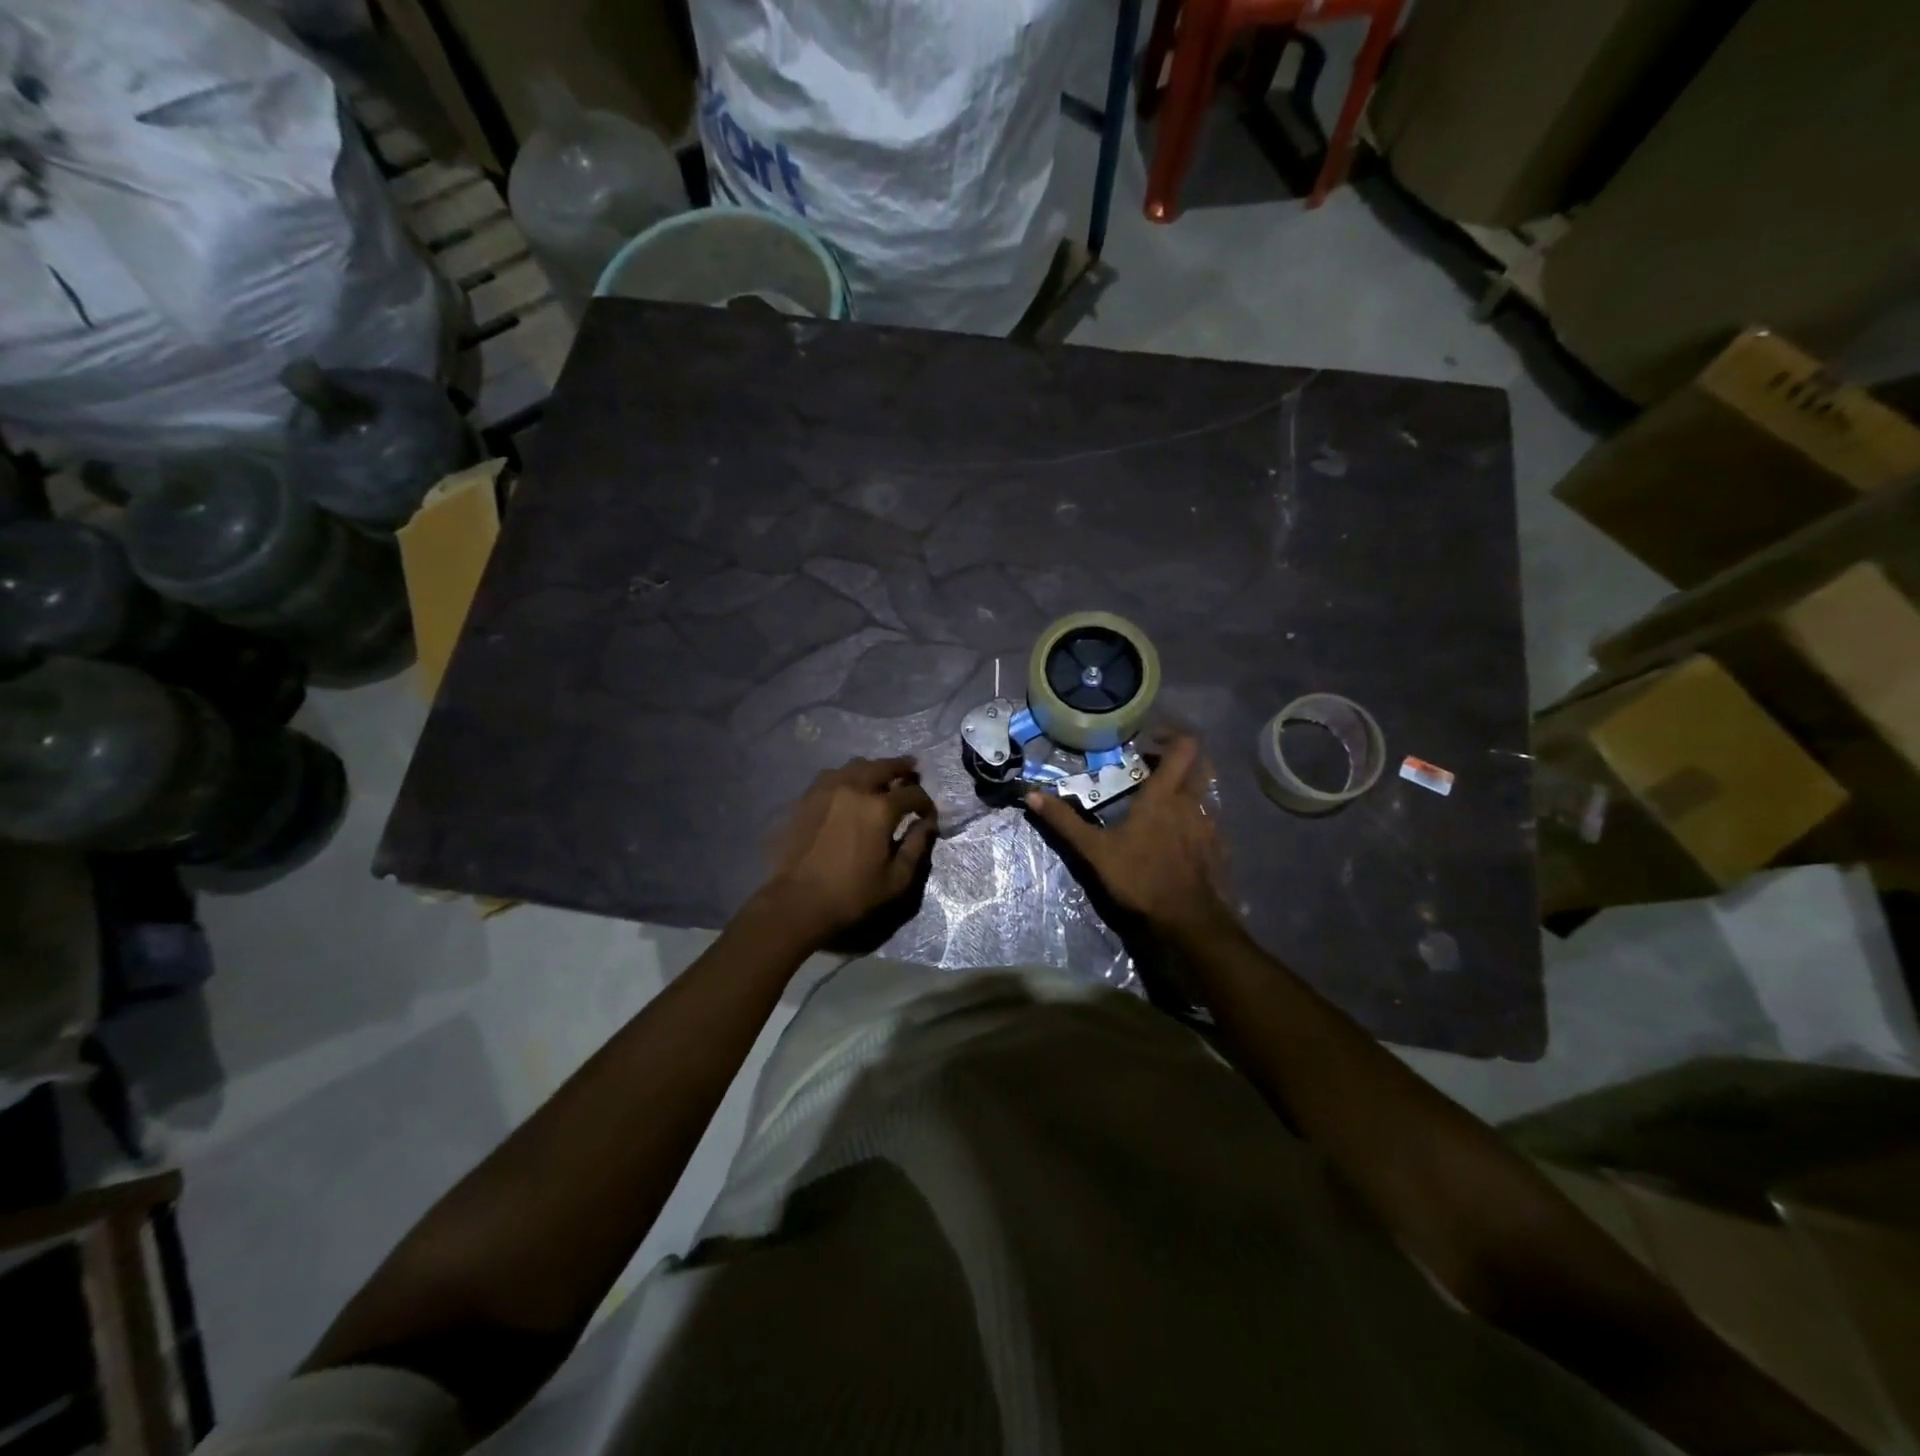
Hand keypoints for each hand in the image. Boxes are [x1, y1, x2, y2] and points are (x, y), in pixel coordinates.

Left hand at [762, 756, 936, 944]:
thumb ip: (917, 846)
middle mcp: (855, 788)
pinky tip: (850, 787)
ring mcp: (827, 789)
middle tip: (912, 770)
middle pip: (884, 766)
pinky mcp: (807, 797)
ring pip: (857, 765)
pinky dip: (848, 776)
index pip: (913, 793)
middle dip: (903, 768)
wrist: (797, 902)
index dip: (926, 803)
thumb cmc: (852, 895)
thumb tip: (928, 823)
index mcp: (880, 809)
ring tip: (882, 777)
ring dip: (874, 768)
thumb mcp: (896, 879)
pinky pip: (832, 775)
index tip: (927, 814)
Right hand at [1024, 736, 1232, 940]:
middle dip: (1178, 760)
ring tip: (1157, 804)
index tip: (1148, 741)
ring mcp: (1209, 826)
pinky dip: (1192, 819)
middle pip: (1200, 764)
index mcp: (1164, 795)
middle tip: (1151, 768)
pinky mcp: (1217, 848)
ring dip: (1185, 789)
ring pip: (1203, 793)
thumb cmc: (1140, 877)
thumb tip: (1032, 795)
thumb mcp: (1094, 850)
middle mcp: (1192, 802)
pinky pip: (1207, 821)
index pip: (1184, 747)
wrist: (1187, 919)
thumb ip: (1065, 821)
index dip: (1171, 735)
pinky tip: (1173, 837)